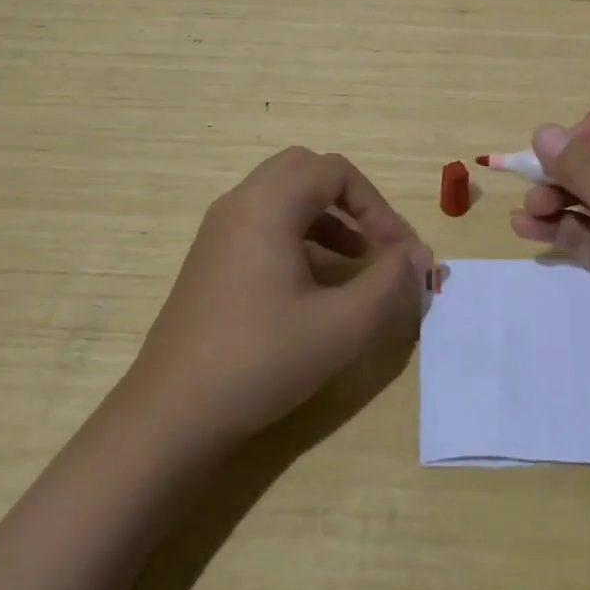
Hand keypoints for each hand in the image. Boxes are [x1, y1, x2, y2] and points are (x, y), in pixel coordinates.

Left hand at [127, 148, 432, 454]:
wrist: (170, 417)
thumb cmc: (260, 361)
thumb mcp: (341, 326)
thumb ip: (390, 284)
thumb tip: (420, 256)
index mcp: (267, 206)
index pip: (336, 171)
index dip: (378, 206)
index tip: (399, 252)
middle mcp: (239, 204)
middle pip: (306, 171)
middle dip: (350, 201)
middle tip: (376, 243)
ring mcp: (218, 232)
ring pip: (283, 196)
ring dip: (326, 218)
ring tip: (355, 263)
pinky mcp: (210, 260)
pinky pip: (263, 223)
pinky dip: (299, 236)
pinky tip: (315, 285)